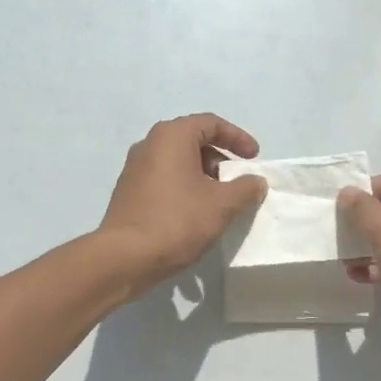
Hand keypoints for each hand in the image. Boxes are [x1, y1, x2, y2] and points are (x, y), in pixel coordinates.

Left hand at [97, 114, 267, 296]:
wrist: (125, 257)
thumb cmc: (177, 221)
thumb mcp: (222, 204)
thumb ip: (245, 188)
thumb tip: (256, 181)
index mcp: (171, 136)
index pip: (211, 123)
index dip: (237, 137)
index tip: (254, 158)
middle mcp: (149, 144)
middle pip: (193, 140)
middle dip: (220, 158)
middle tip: (237, 180)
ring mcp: (135, 168)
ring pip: (178, 161)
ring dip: (203, 174)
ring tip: (220, 199)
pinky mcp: (129, 191)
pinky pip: (164, 178)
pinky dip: (184, 186)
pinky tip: (195, 212)